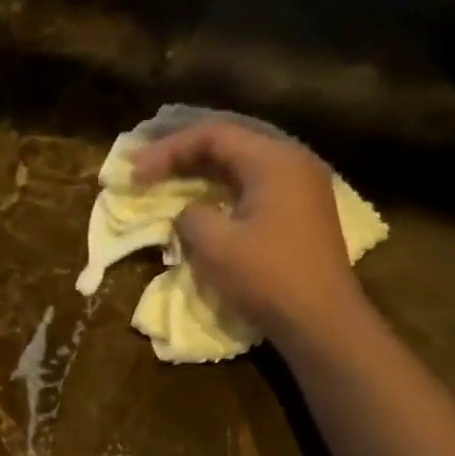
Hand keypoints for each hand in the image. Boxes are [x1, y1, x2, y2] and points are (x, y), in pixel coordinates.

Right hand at [132, 119, 366, 339]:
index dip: (167, 150)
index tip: (135, 173)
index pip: (212, 135)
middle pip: (229, 142)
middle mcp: (292, 161)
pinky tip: (200, 200)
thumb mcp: (214, 246)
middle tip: (144, 166)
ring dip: (200, 170)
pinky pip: (252, 185)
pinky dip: (220, 188)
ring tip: (165, 178)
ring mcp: (300, 186)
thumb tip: (188, 212)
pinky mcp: (299, 211)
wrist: (320, 320)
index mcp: (273, 160)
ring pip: (240, 164)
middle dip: (182, 153)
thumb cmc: (267, 278)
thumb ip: (190, 216)